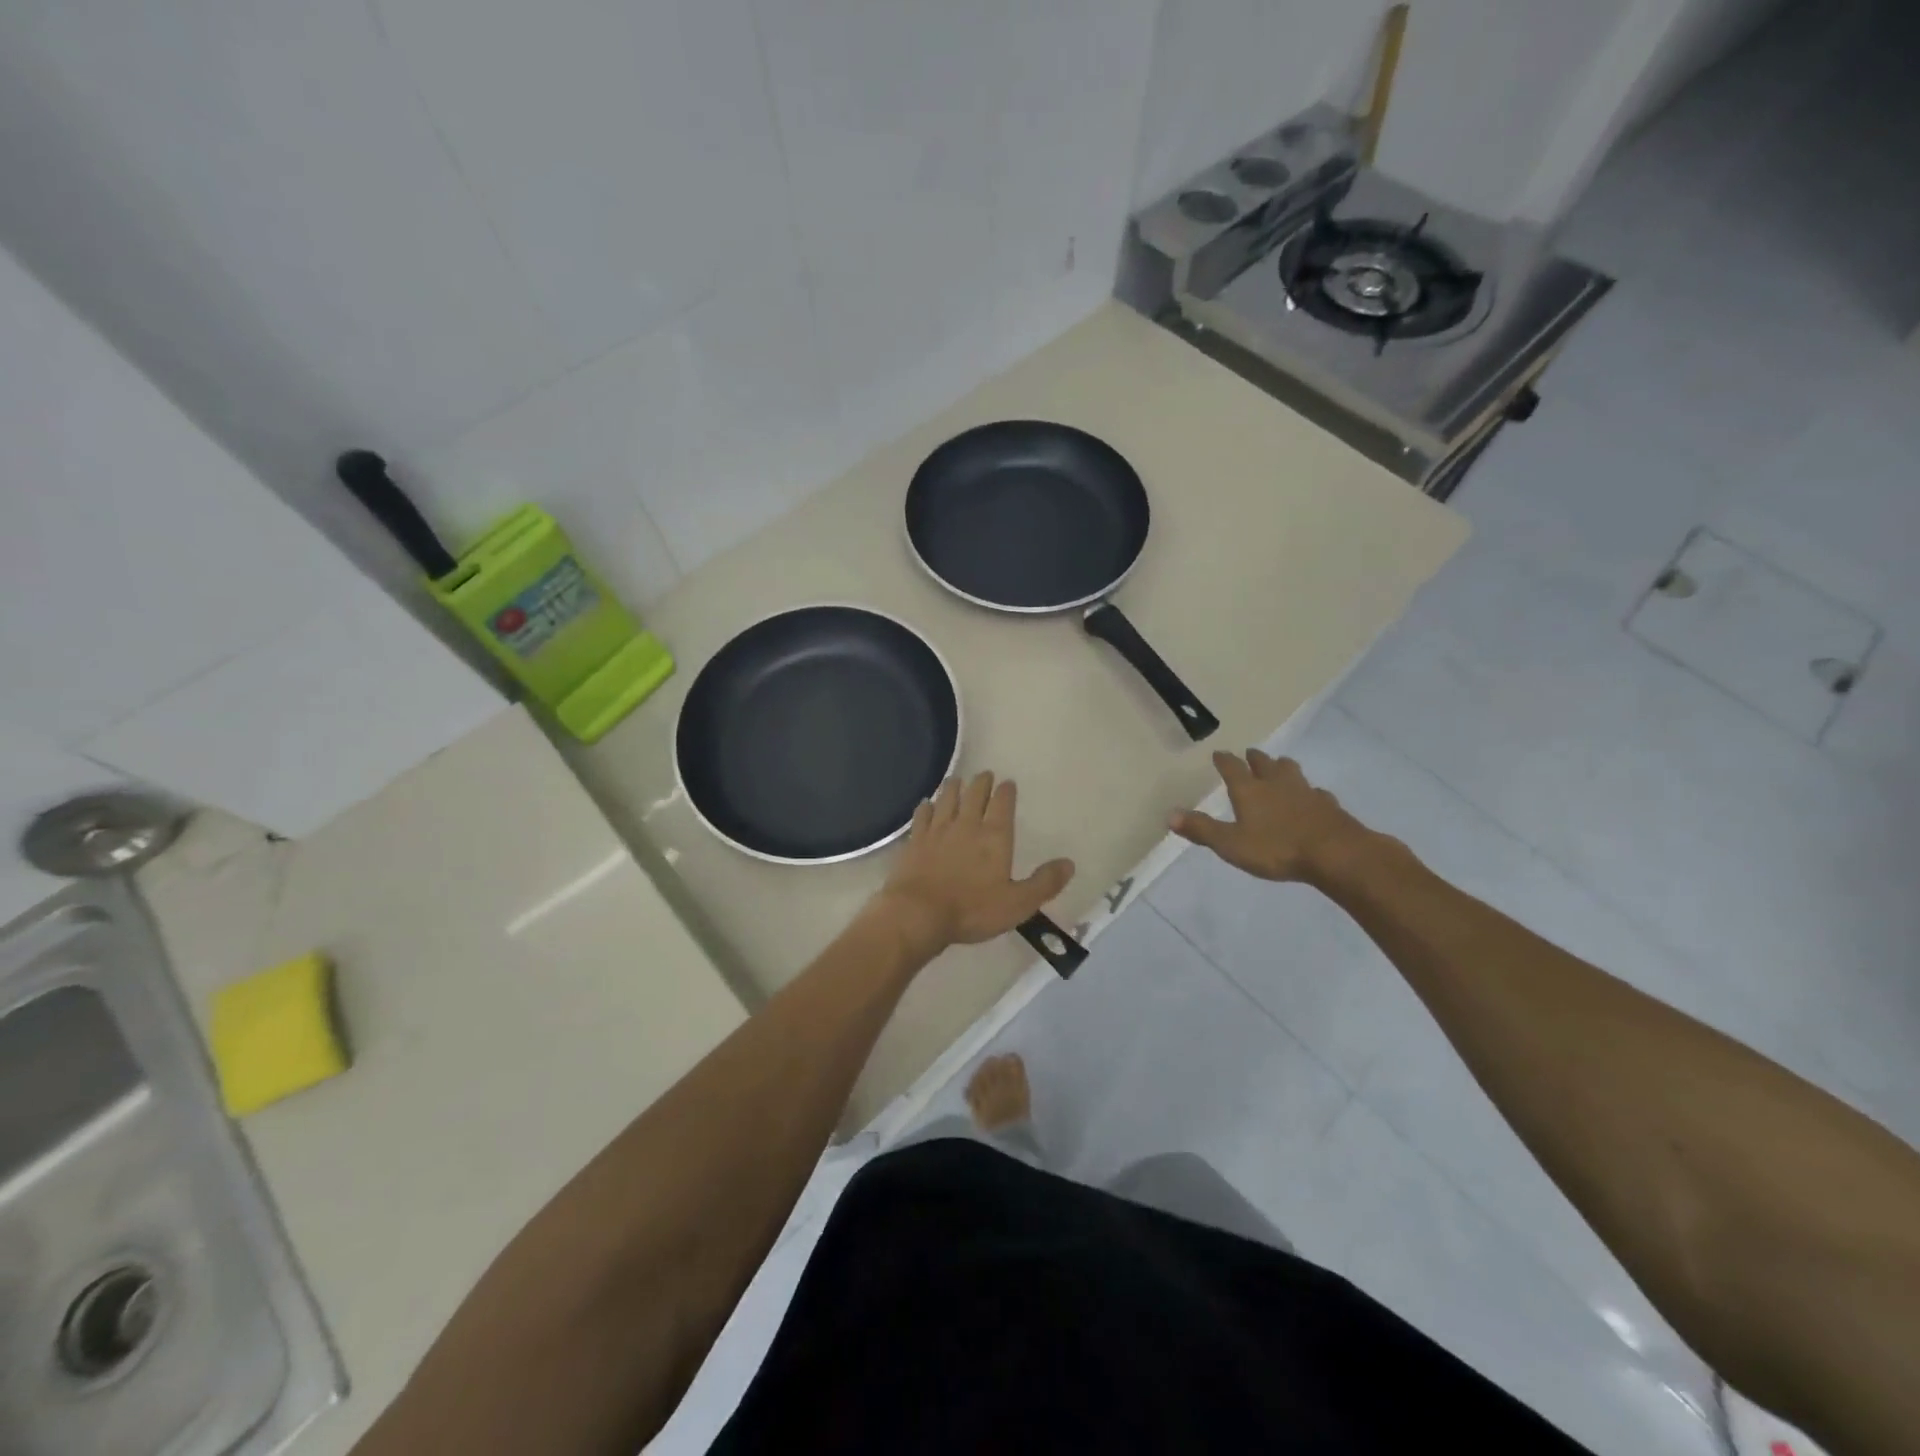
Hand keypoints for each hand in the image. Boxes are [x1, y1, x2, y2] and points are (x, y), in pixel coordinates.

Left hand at [874, 773, 1074, 956]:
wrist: (919, 913)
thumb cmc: (973, 910)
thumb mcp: (1018, 903)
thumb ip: (1044, 883)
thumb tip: (1069, 863)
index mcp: (994, 836)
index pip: (1002, 804)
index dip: (1006, 792)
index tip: (1007, 783)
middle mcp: (966, 825)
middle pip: (974, 795)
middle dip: (981, 783)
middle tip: (984, 774)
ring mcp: (937, 830)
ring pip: (947, 799)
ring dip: (953, 787)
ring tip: (956, 779)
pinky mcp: (915, 841)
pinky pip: (922, 816)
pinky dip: (926, 807)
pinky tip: (926, 803)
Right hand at [1170, 750, 1377, 884]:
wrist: (1335, 853)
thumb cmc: (1277, 848)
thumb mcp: (1231, 844)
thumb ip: (1202, 829)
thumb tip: (1169, 815)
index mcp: (1250, 790)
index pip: (1233, 768)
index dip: (1224, 760)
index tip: (1219, 753)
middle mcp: (1277, 784)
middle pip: (1265, 764)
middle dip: (1256, 758)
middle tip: (1251, 753)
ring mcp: (1305, 792)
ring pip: (1292, 772)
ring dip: (1283, 767)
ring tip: (1280, 766)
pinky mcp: (1328, 806)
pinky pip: (1316, 793)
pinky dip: (1309, 792)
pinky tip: (1312, 797)